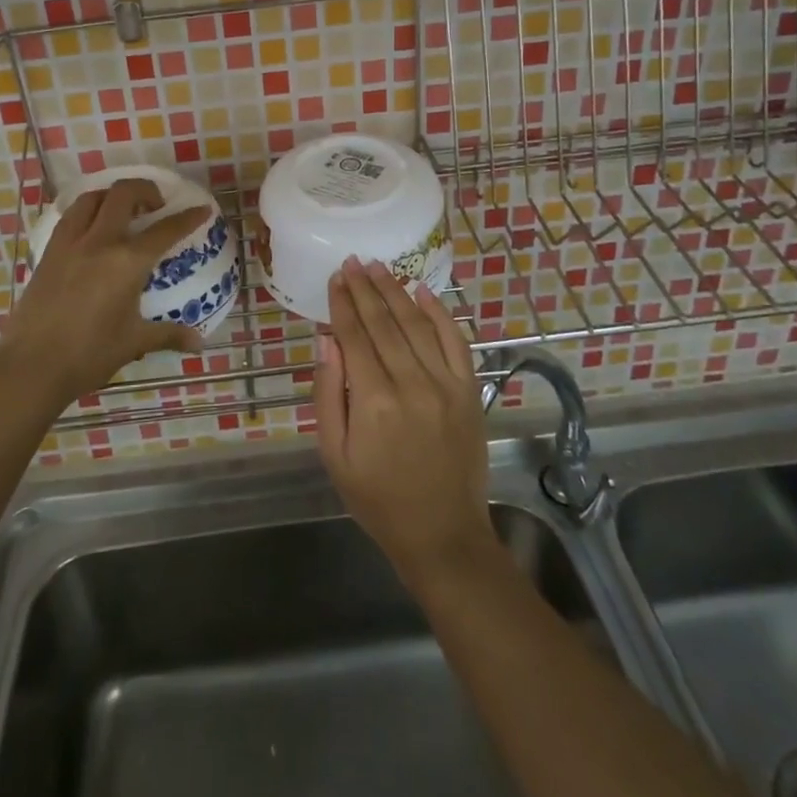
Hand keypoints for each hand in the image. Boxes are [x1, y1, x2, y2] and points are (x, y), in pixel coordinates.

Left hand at [0, 178, 210, 407]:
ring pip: (92, 198)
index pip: (165, 231)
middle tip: (156, 206)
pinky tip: (92, 229)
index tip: (201, 210)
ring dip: (112, 196)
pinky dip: (87, 211)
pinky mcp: (48, 253)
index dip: (187, 218)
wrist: (30, 367)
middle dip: (146, 190)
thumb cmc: (88, 355)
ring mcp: (70, 244)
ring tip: (123, 210)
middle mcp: (99, 242)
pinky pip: (70, 217)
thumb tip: (199, 344)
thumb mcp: (133, 342)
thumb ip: (168, 335)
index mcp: (127, 262)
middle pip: (123, 195)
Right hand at [315, 257, 495, 583]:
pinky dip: (440, 312)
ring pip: (417, 324)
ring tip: (379, 267)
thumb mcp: (335, 454)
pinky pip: (455, 341)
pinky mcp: (469, 391)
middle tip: (352, 261)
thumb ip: (328, 393)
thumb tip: (327, 339)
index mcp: (374, 402)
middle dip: (365, 288)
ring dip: (396, 291)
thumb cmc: (377, 498)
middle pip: (385, 322)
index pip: (355, 336)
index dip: (343, 303)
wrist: (442, 534)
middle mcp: (412, 384)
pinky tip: (423, 291)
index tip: (335, 277)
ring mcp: (446, 385)